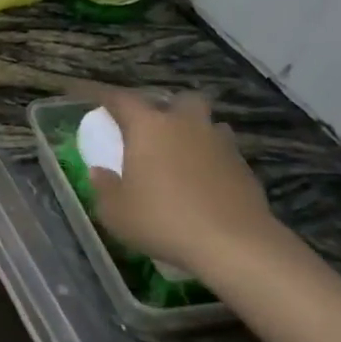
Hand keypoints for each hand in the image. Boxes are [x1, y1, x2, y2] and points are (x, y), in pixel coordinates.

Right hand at [83, 87, 291, 277]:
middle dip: (168, 108)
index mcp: (148, 127)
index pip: (121, 99)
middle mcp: (185, 125)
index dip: (105, 97)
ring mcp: (220, 144)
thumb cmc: (163, 220)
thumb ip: (104, 187)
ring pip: (209, 124)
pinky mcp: (245, 168)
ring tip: (184, 156)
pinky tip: (205, 184)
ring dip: (196, 133)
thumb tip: (100, 172)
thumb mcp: (116, 211)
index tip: (95, 100)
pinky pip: (225, 153)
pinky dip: (213, 161)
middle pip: (180, 99)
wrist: (235, 245)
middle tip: (155, 129)